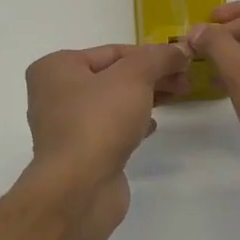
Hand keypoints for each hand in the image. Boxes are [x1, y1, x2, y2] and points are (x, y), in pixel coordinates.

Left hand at [24, 43, 190, 202]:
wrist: (79, 189)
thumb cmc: (100, 120)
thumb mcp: (135, 76)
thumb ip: (158, 58)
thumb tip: (179, 50)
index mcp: (56, 68)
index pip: (113, 51)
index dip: (151, 54)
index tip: (182, 61)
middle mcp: (54, 94)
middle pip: (113, 76)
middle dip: (152, 76)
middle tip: (185, 81)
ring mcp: (65, 127)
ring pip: (113, 103)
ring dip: (145, 98)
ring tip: (177, 98)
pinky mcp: (79, 154)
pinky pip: (110, 129)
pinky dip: (132, 123)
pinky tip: (152, 126)